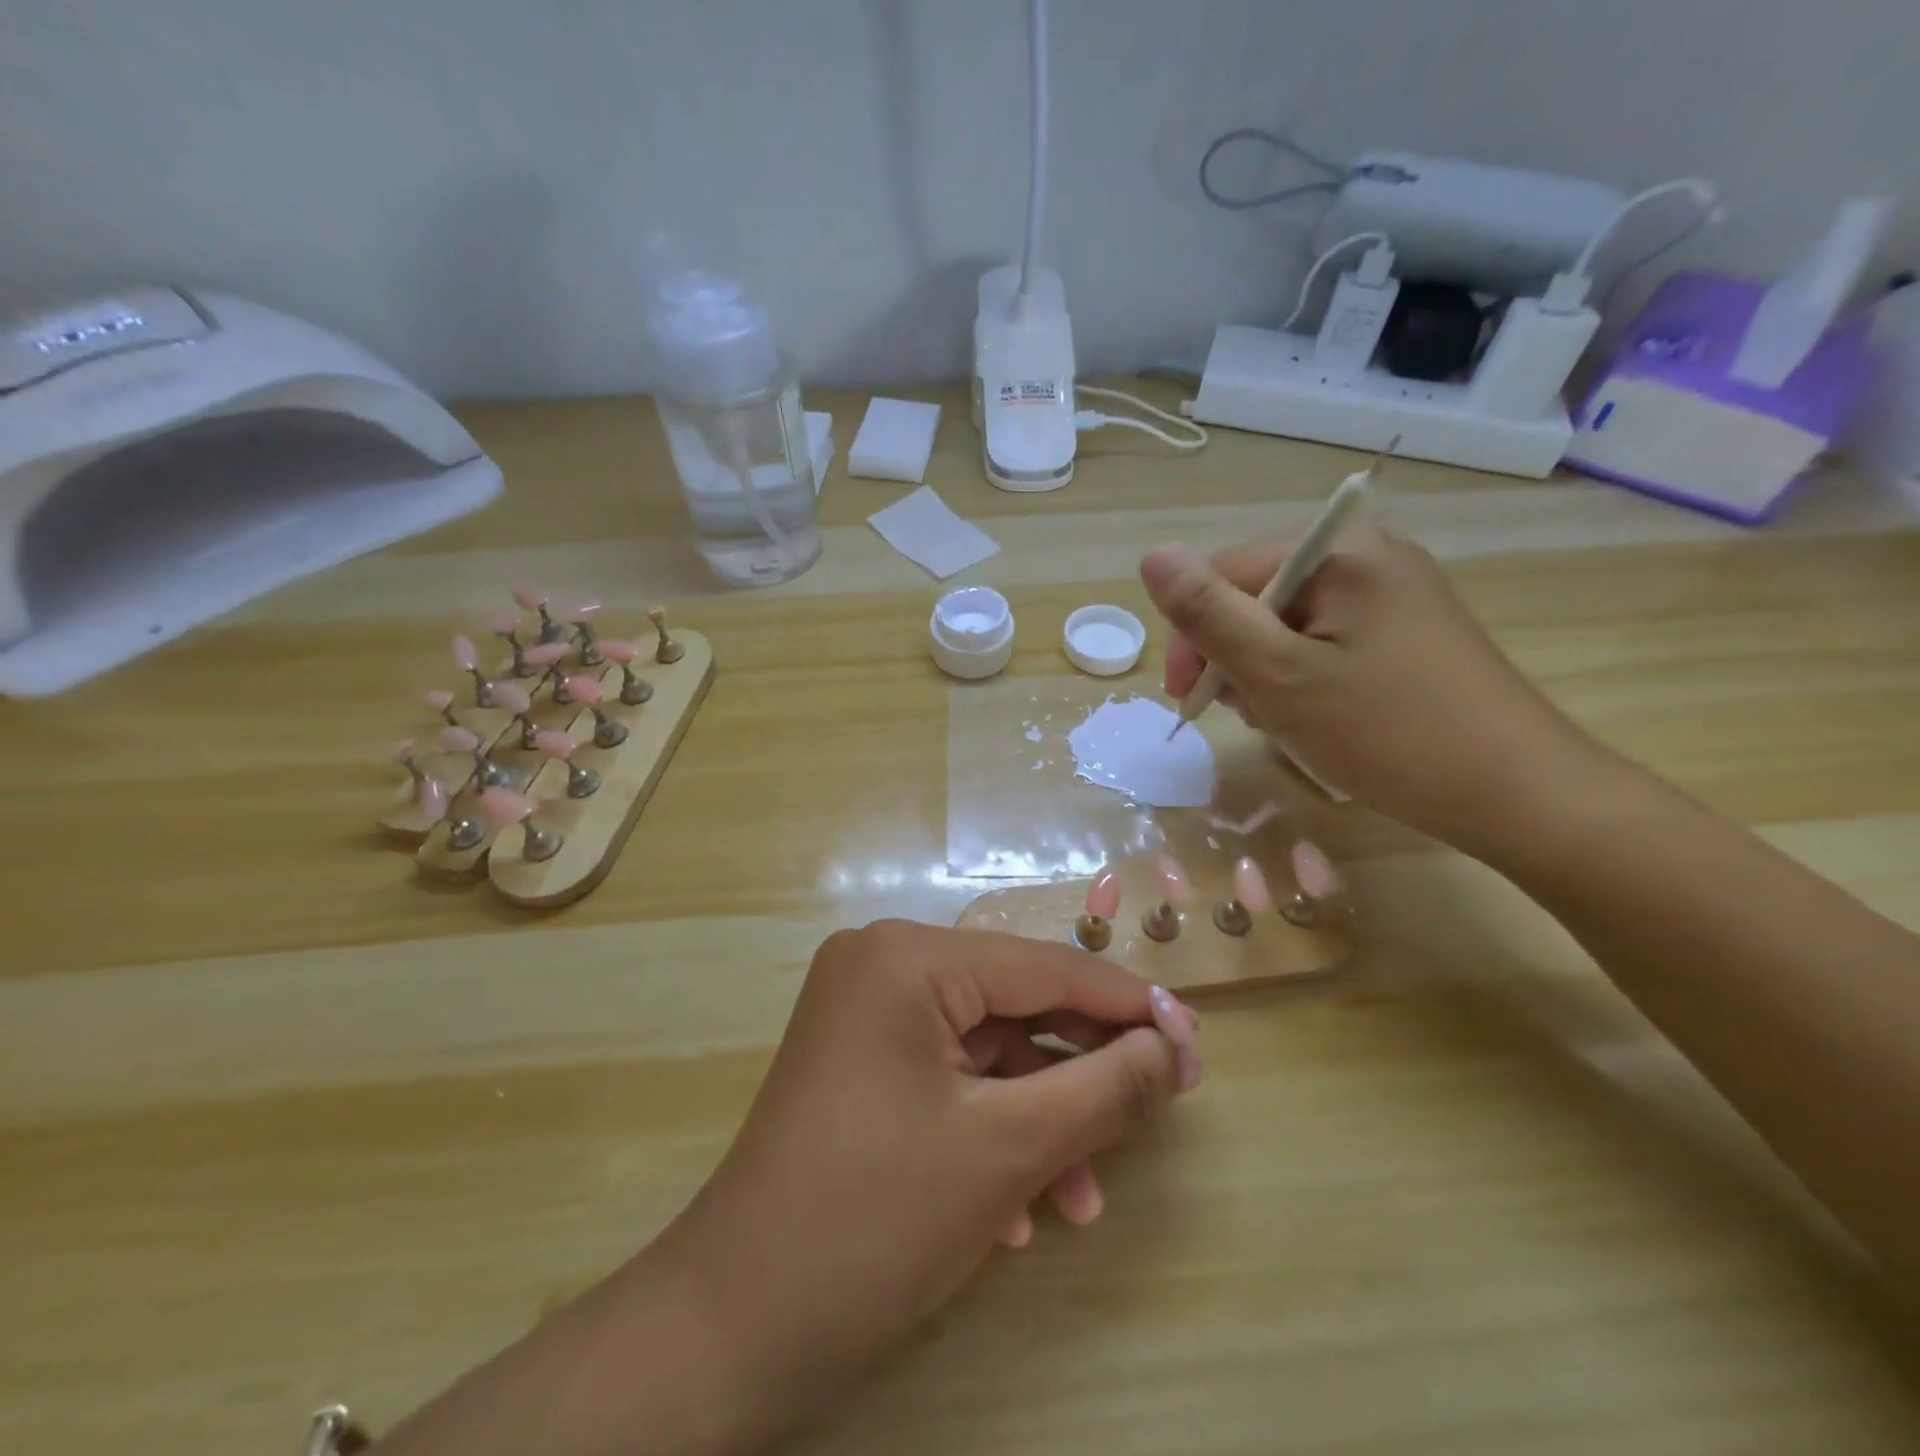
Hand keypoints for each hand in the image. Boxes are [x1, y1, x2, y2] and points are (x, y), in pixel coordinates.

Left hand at [659, 921, 1199, 1441]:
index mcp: (907, 957)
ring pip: (985, 1050)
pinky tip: (1019, 1210)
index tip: (1196, 1040)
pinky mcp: (860, 1061)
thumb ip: (1105, 1088)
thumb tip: (1173, 1047)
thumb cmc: (875, 1220)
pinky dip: (990, 1130)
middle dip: (1083, 1067)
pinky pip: (948, 1078)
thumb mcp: (1009, 1151)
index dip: (1127, 1004)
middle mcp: (882, 964)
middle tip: (1161, 1102)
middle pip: (1013, 1004)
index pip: (1042, 966)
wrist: (733, 1327)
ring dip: (1039, 1118)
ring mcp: (865, 1013)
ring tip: (1081, 1196)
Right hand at [1140, 528, 1596, 853]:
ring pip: (1289, 624)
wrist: (1517, 793)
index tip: (1188, 700)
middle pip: (1258, 596)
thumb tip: (1153, 555)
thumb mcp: (1278, 674)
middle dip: (1235, 657)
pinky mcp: (1409, 630)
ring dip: (1266, 673)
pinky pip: (1327, 641)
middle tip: (1246, 717)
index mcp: (1340, 552)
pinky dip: (1304, 678)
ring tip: (1284, 723)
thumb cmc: (1386, 732)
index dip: (1194, 635)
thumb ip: (1209, 613)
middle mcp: (1370, 555)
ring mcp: (1395, 593)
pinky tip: (1317, 716)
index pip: (1225, 573)